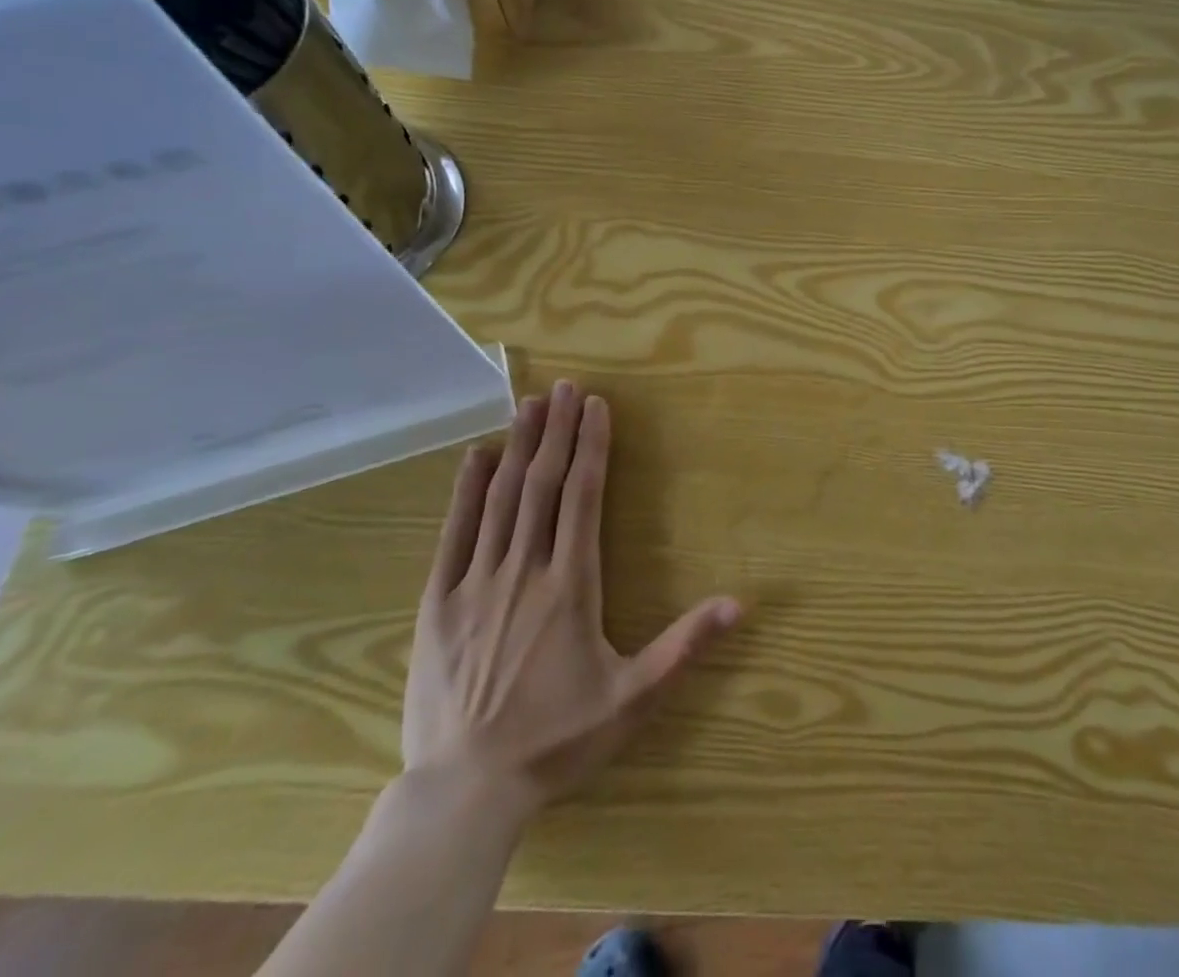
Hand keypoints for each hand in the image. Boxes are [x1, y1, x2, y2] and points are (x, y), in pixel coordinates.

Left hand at [403, 380, 741, 820]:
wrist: (463, 791)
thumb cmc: (556, 740)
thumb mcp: (633, 700)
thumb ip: (685, 647)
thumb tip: (740, 603)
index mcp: (571, 585)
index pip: (582, 497)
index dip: (591, 447)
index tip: (597, 406)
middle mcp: (524, 570)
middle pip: (542, 484)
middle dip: (556, 430)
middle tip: (565, 386)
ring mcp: (476, 583)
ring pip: (501, 498)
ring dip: (518, 447)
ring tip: (529, 404)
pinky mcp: (438, 602)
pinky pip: (454, 533)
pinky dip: (466, 490)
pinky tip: (476, 457)